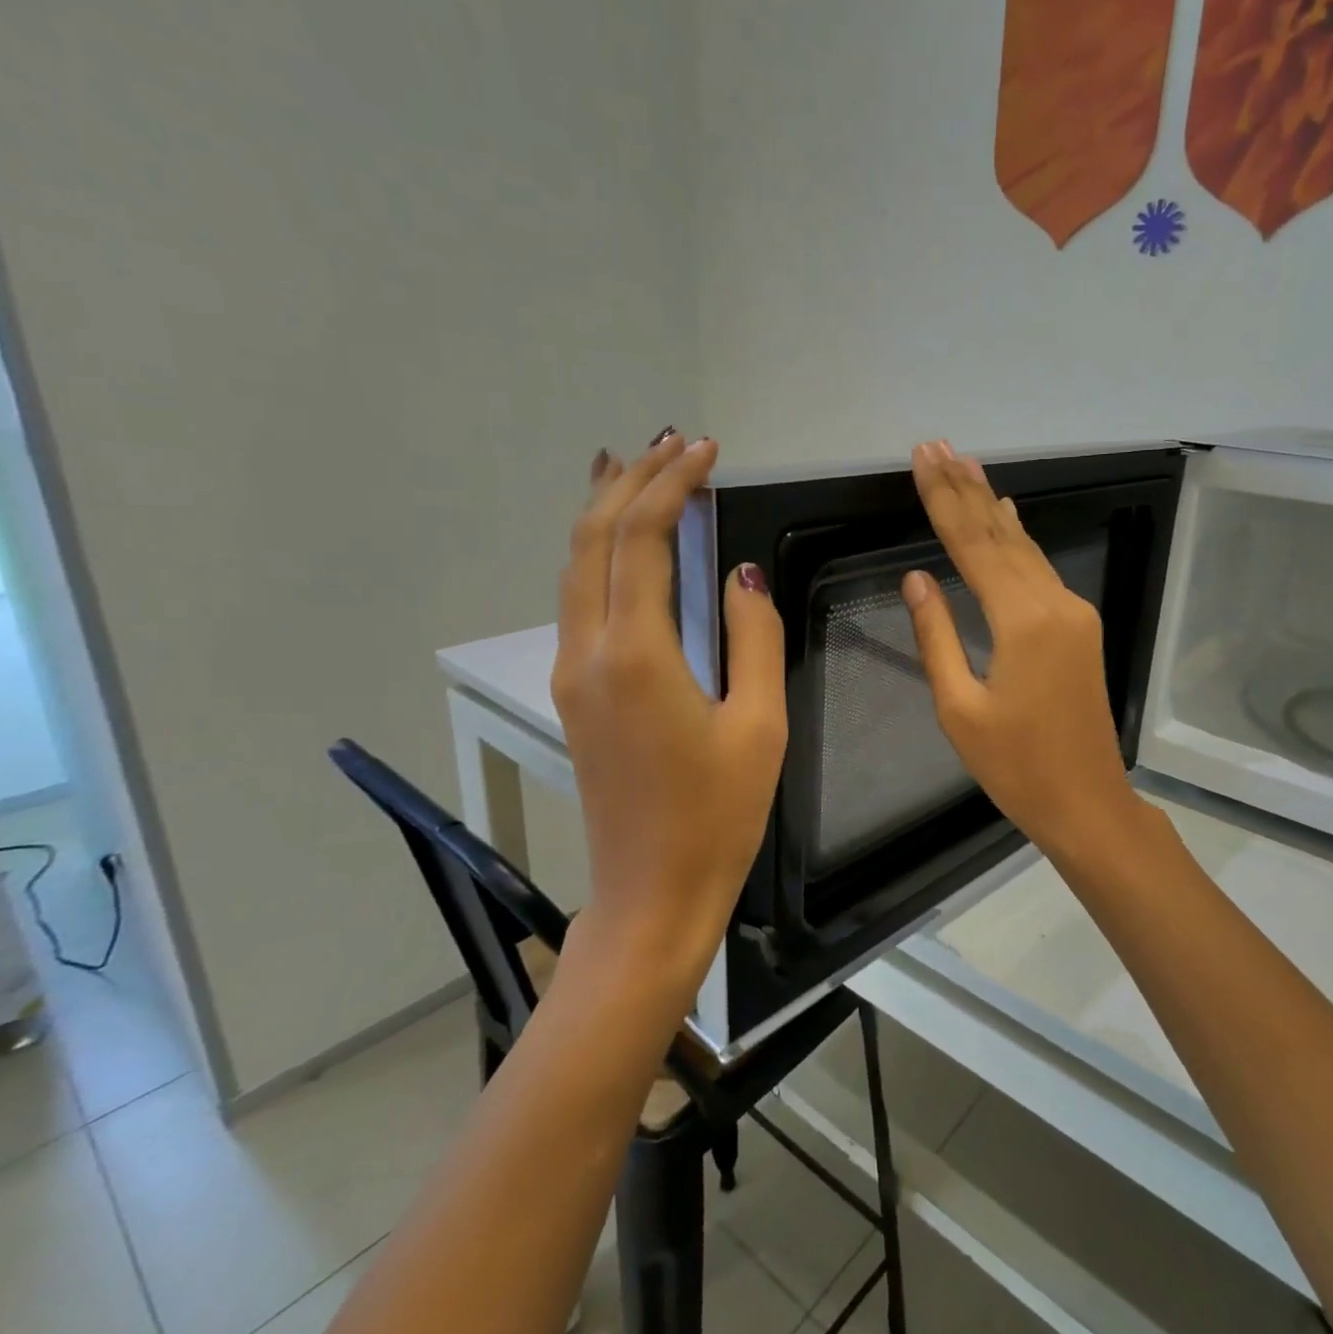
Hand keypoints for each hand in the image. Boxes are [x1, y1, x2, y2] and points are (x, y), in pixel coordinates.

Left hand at [549, 430, 786, 985]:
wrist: (652, 892)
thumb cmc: (718, 814)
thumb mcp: (760, 725)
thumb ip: (753, 639)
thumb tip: (741, 575)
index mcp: (636, 654)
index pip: (642, 539)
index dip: (672, 485)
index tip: (705, 450)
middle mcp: (588, 652)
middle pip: (592, 540)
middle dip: (629, 481)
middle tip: (668, 441)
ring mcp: (572, 674)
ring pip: (575, 568)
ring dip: (605, 511)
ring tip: (634, 468)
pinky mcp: (574, 694)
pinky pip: (579, 601)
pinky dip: (598, 554)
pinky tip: (620, 546)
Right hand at [900, 440, 1150, 868]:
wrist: (1089, 803)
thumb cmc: (1016, 768)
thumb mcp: (960, 709)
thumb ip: (938, 637)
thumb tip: (916, 578)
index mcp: (1022, 622)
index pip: (973, 547)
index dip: (943, 501)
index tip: (922, 460)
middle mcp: (1054, 604)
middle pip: (1001, 535)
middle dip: (965, 490)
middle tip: (937, 446)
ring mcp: (1073, 612)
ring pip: (1024, 547)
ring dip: (991, 506)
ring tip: (966, 465)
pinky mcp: (1078, 626)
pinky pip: (1040, 569)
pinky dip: (1016, 538)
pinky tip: (1007, 515)